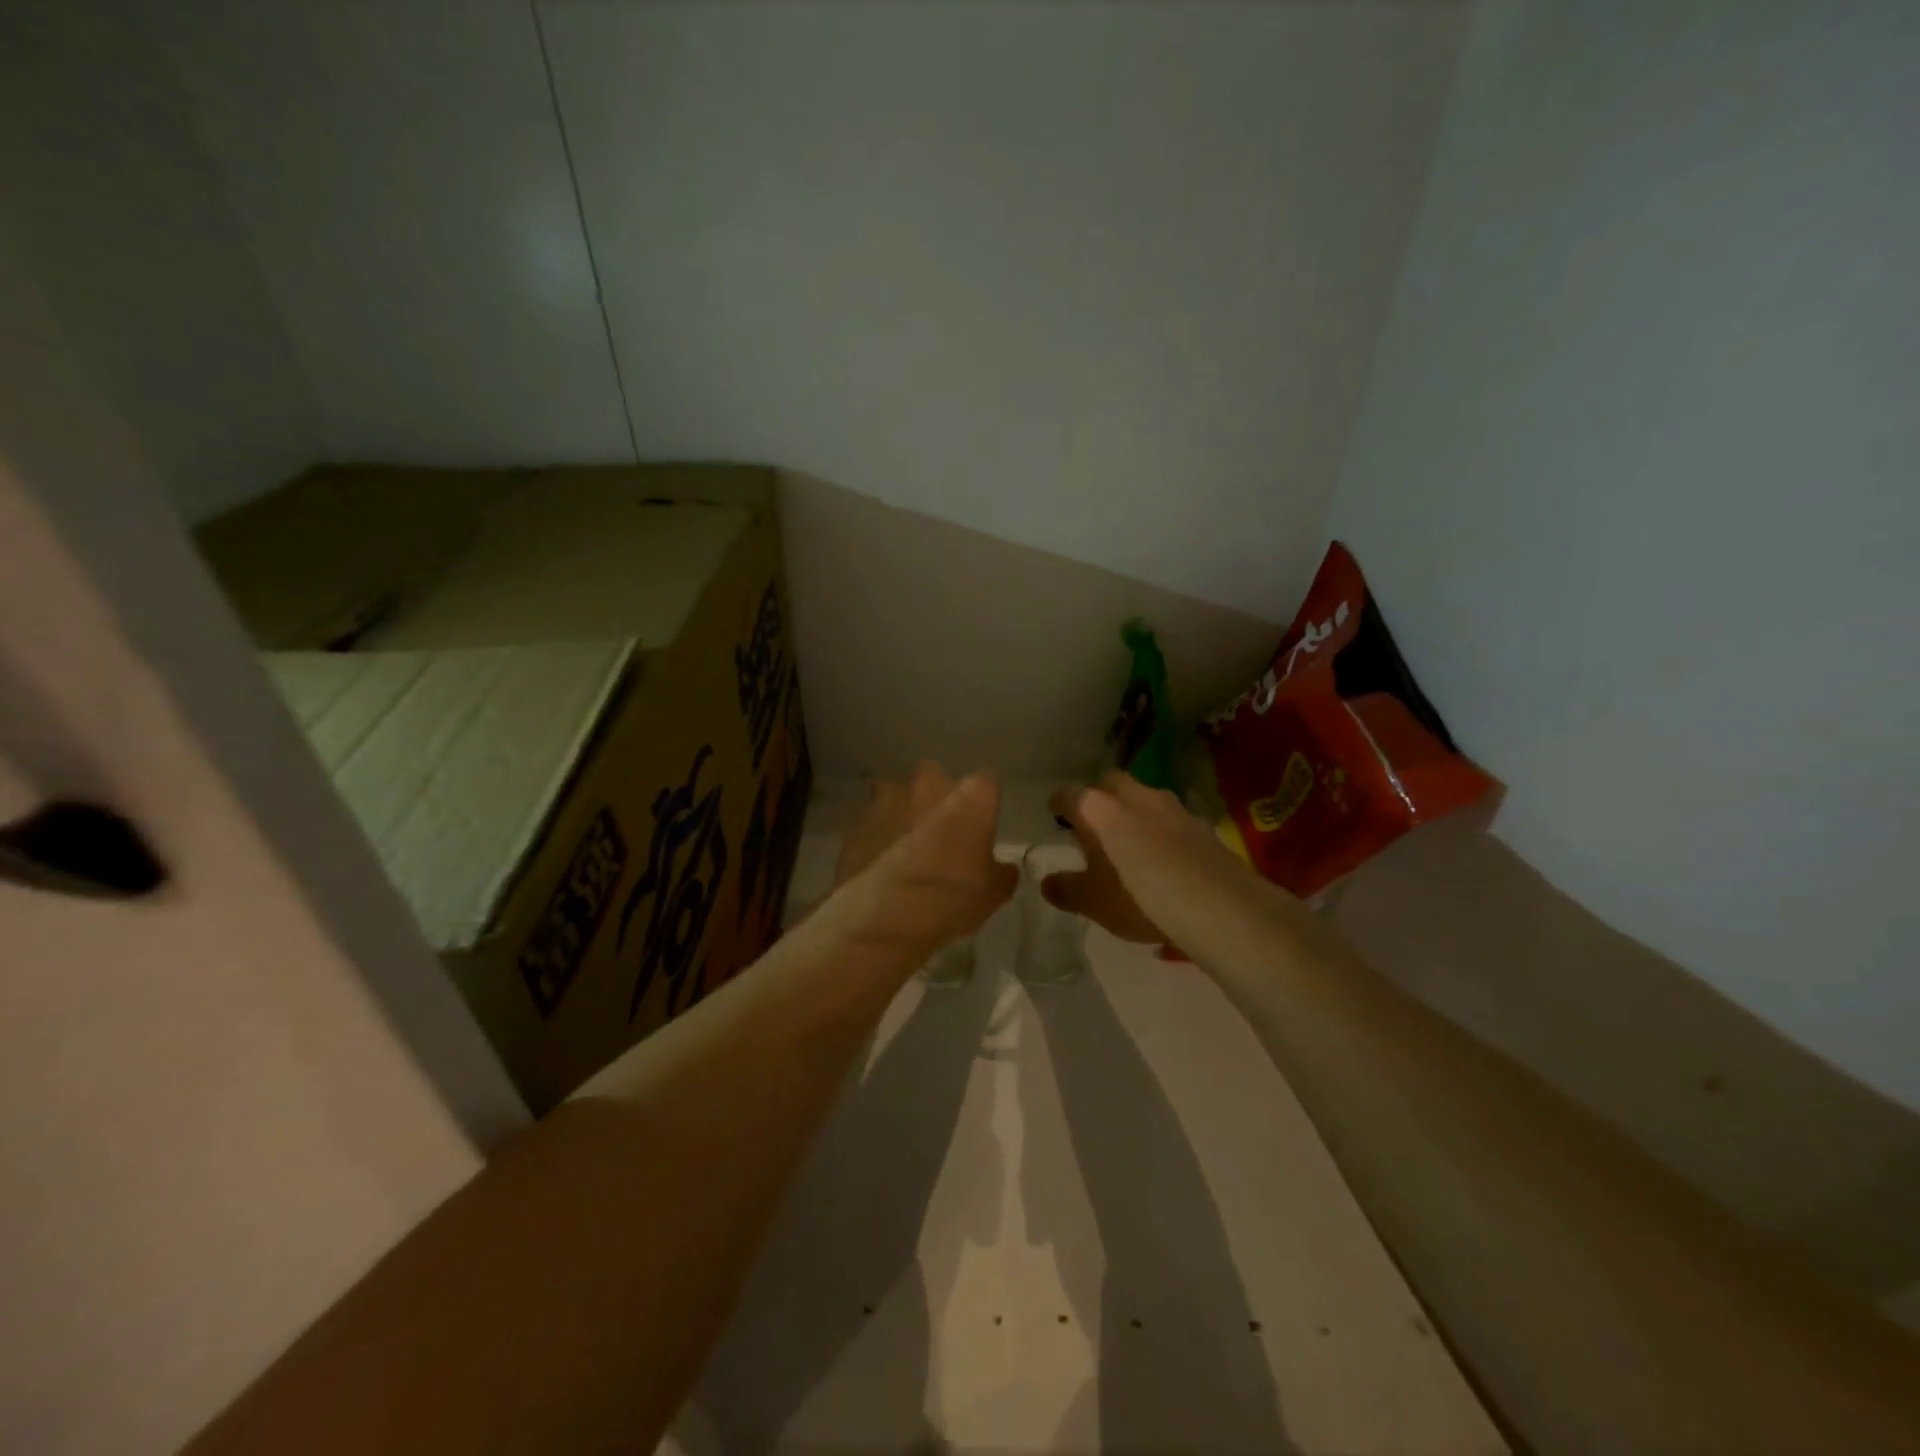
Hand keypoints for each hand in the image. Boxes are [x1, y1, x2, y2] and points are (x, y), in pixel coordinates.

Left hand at [822, 762, 1017, 963]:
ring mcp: (889, 798)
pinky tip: (878, 857)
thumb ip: (1001, 871)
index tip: (981, 824)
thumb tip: (1002, 868)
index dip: (983, 802)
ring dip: (901, 808)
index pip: (987, 781)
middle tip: (939, 830)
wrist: (885, 917)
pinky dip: (876, 831)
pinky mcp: (857, 819)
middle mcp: (929, 784)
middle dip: (936, 796)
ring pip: (896, 791)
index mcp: (971, 795)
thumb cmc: (951, 898)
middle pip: (936, 776)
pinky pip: (871, 817)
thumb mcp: (993, 893)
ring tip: (903, 841)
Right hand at [1043, 772, 1269, 950]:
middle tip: (1095, 826)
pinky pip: (1170, 819)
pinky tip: (1164, 856)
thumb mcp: (1092, 903)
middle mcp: (1132, 795)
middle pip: (1108, 784)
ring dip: (1133, 812)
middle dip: (1099, 799)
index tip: (1056, 816)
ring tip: (1131, 841)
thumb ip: (1065, 889)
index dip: (1058, 804)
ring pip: (1143, 798)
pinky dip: (1161, 830)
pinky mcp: (1199, 822)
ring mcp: (1170, 805)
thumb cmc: (1138, 898)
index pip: (1068, 794)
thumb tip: (1047, 882)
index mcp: (1097, 808)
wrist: (1215, 904)